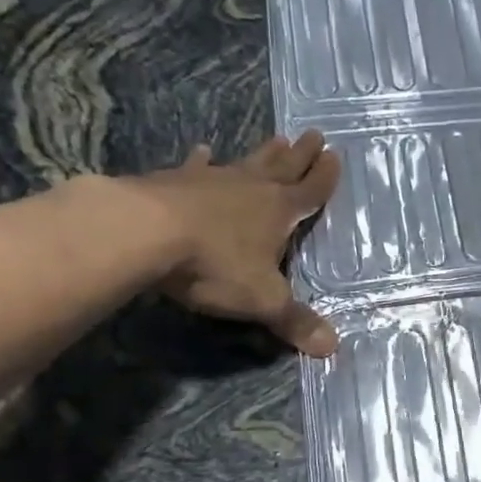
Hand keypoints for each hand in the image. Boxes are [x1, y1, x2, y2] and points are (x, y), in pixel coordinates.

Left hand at [126, 130, 342, 355]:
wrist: (144, 232)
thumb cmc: (215, 264)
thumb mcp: (262, 299)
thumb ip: (294, 321)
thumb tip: (332, 347)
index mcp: (279, 212)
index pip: (311, 192)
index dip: (325, 177)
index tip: (336, 156)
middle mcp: (251, 189)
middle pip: (284, 167)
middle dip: (302, 154)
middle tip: (315, 134)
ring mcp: (212, 181)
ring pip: (246, 163)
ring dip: (264, 153)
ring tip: (277, 138)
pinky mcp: (174, 181)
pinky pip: (196, 167)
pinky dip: (202, 160)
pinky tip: (203, 150)